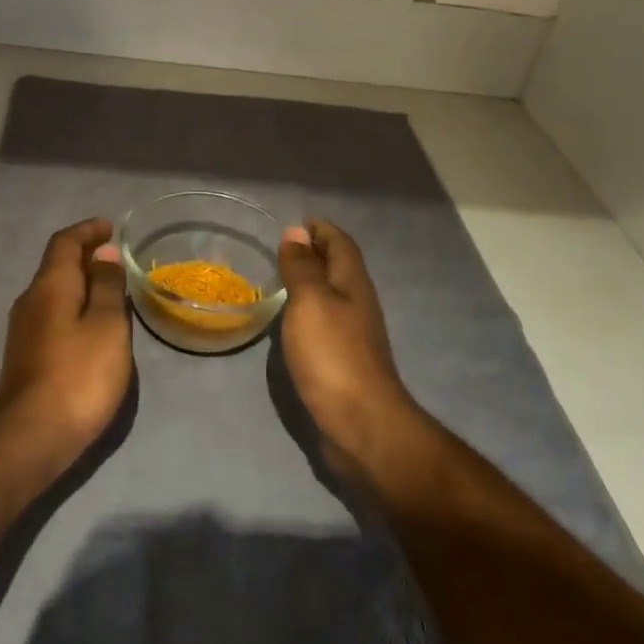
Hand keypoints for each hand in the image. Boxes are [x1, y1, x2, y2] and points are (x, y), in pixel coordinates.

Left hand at [0, 217, 132, 461]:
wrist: (32, 437)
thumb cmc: (78, 375)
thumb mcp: (106, 325)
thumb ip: (106, 286)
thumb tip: (103, 252)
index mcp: (50, 286)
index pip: (64, 242)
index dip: (87, 230)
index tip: (111, 227)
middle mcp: (30, 301)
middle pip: (56, 266)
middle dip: (85, 255)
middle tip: (116, 257)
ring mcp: (24, 331)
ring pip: (54, 292)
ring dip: (80, 283)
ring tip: (110, 289)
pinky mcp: (27, 357)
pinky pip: (53, 315)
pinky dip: (74, 307)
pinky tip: (93, 326)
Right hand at [277, 220, 425, 471]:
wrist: (360, 423)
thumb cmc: (333, 355)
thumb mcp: (310, 302)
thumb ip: (302, 267)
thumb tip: (296, 231)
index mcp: (353, 284)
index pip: (341, 244)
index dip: (322, 229)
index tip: (299, 220)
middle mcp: (357, 304)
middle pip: (340, 268)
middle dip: (317, 252)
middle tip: (285, 246)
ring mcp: (353, 335)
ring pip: (332, 296)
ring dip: (312, 282)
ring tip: (282, 278)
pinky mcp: (343, 362)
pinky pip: (325, 323)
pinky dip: (308, 312)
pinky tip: (290, 321)